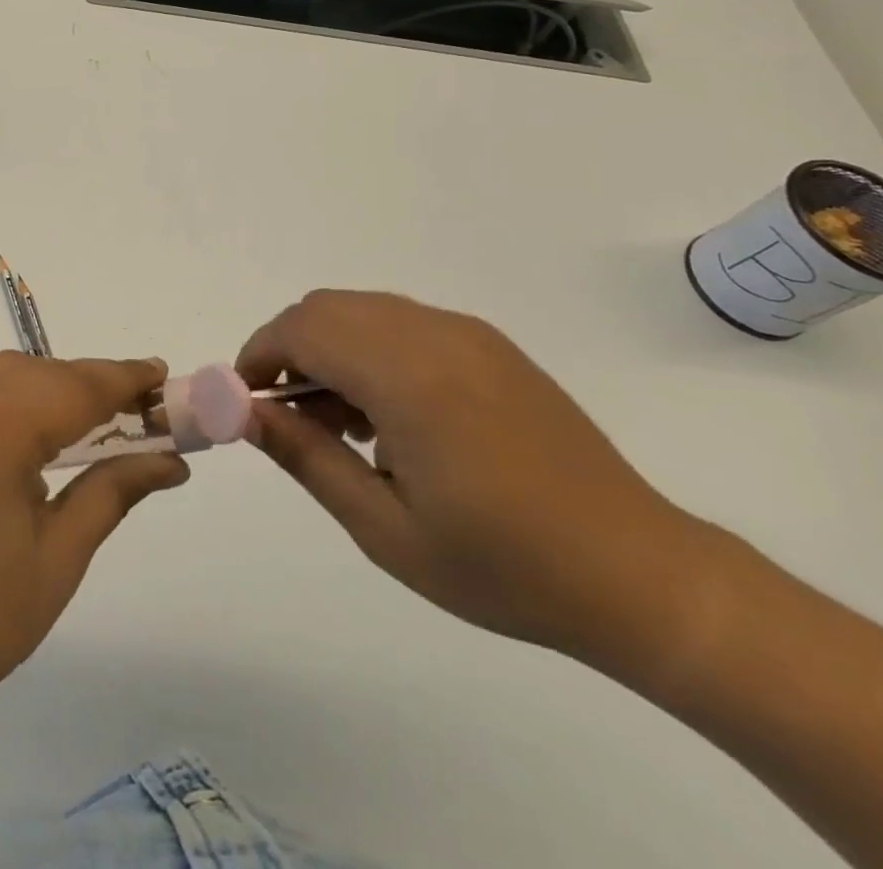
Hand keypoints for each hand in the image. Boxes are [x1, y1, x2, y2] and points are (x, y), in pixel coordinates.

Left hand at [0, 352, 187, 716]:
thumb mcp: (59, 557)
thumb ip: (114, 490)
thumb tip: (172, 460)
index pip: (74, 388)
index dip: (123, 379)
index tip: (160, 375)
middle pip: (38, 372)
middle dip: (88, 384)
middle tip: (131, 408)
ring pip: (0, 371)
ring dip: (46, 384)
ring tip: (80, 419)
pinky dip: (3, 393)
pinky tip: (20, 428)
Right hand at [237, 291, 720, 667]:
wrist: (636, 573)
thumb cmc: (501, 565)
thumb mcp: (384, 528)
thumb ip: (306, 457)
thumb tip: (246, 412)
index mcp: (409, 378)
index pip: (302, 330)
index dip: (259, 355)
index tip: (245, 399)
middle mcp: (435, 335)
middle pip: (326, 308)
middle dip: (288, 348)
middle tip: (288, 414)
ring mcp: (468, 334)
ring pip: (362, 310)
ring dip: (328, 346)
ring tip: (339, 422)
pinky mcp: (490, 344)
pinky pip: (402, 322)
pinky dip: (368, 348)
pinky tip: (388, 413)